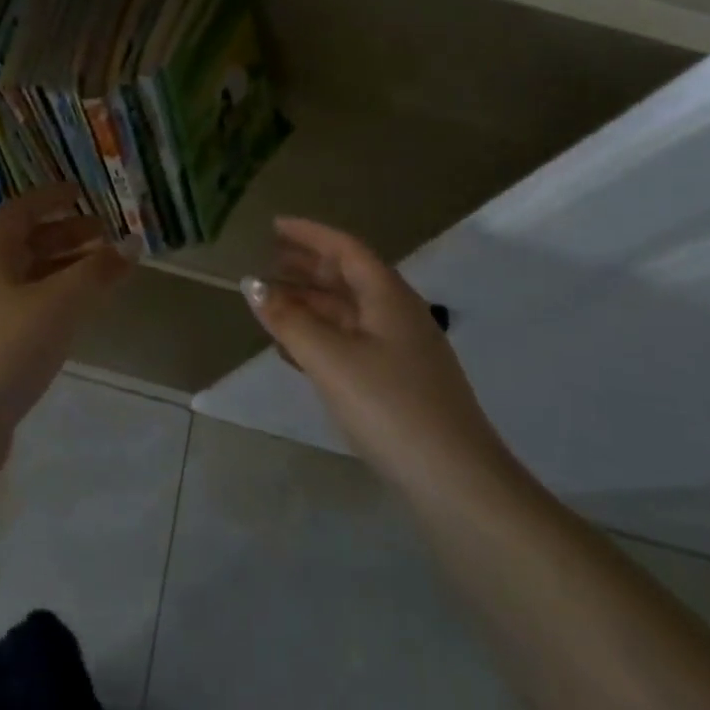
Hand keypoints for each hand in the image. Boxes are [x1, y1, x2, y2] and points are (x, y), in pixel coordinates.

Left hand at [0, 184, 132, 450]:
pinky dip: (55, 304)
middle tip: (105, 235)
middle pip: (25, 245)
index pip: (20, 212)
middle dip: (65, 235)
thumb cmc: (3, 350)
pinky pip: (28, 312)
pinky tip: (76, 319)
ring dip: (63, 270)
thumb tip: (132, 242)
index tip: (82, 192)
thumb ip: (96, 273)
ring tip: (101, 274)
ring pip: (28, 281)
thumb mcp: (58, 304)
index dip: (50, 198)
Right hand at [242, 218, 511, 494]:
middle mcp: (398, 314)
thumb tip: (253, 285)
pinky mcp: (400, 383)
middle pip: (348, 277)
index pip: (345, 248)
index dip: (309, 234)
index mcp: (388, 296)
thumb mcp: (330, 359)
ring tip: (273, 303)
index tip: (274, 226)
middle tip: (269, 260)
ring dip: (311, 303)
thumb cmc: (390, 406)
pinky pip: (353, 342)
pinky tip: (296, 350)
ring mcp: (402, 350)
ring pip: (349, 312)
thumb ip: (289, 320)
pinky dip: (322, 335)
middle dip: (308, 266)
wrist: (456, 483)